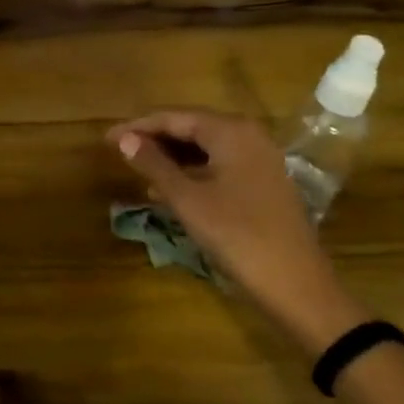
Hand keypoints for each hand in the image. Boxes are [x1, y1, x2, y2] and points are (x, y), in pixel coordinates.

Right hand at [107, 109, 368, 354]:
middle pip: (191, 127)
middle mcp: (249, 135)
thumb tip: (124, 139)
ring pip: (206, 147)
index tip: (106, 139)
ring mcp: (261, 159)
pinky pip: (220, 165)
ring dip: (172, 157)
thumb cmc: (237, 236)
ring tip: (138, 171)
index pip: (174, 117)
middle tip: (120, 151)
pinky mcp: (264, 182)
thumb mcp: (187, 200)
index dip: (138, 127)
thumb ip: (154, 165)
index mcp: (231, 131)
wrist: (297, 286)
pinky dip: (192, 172)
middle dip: (154, 139)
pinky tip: (169, 190)